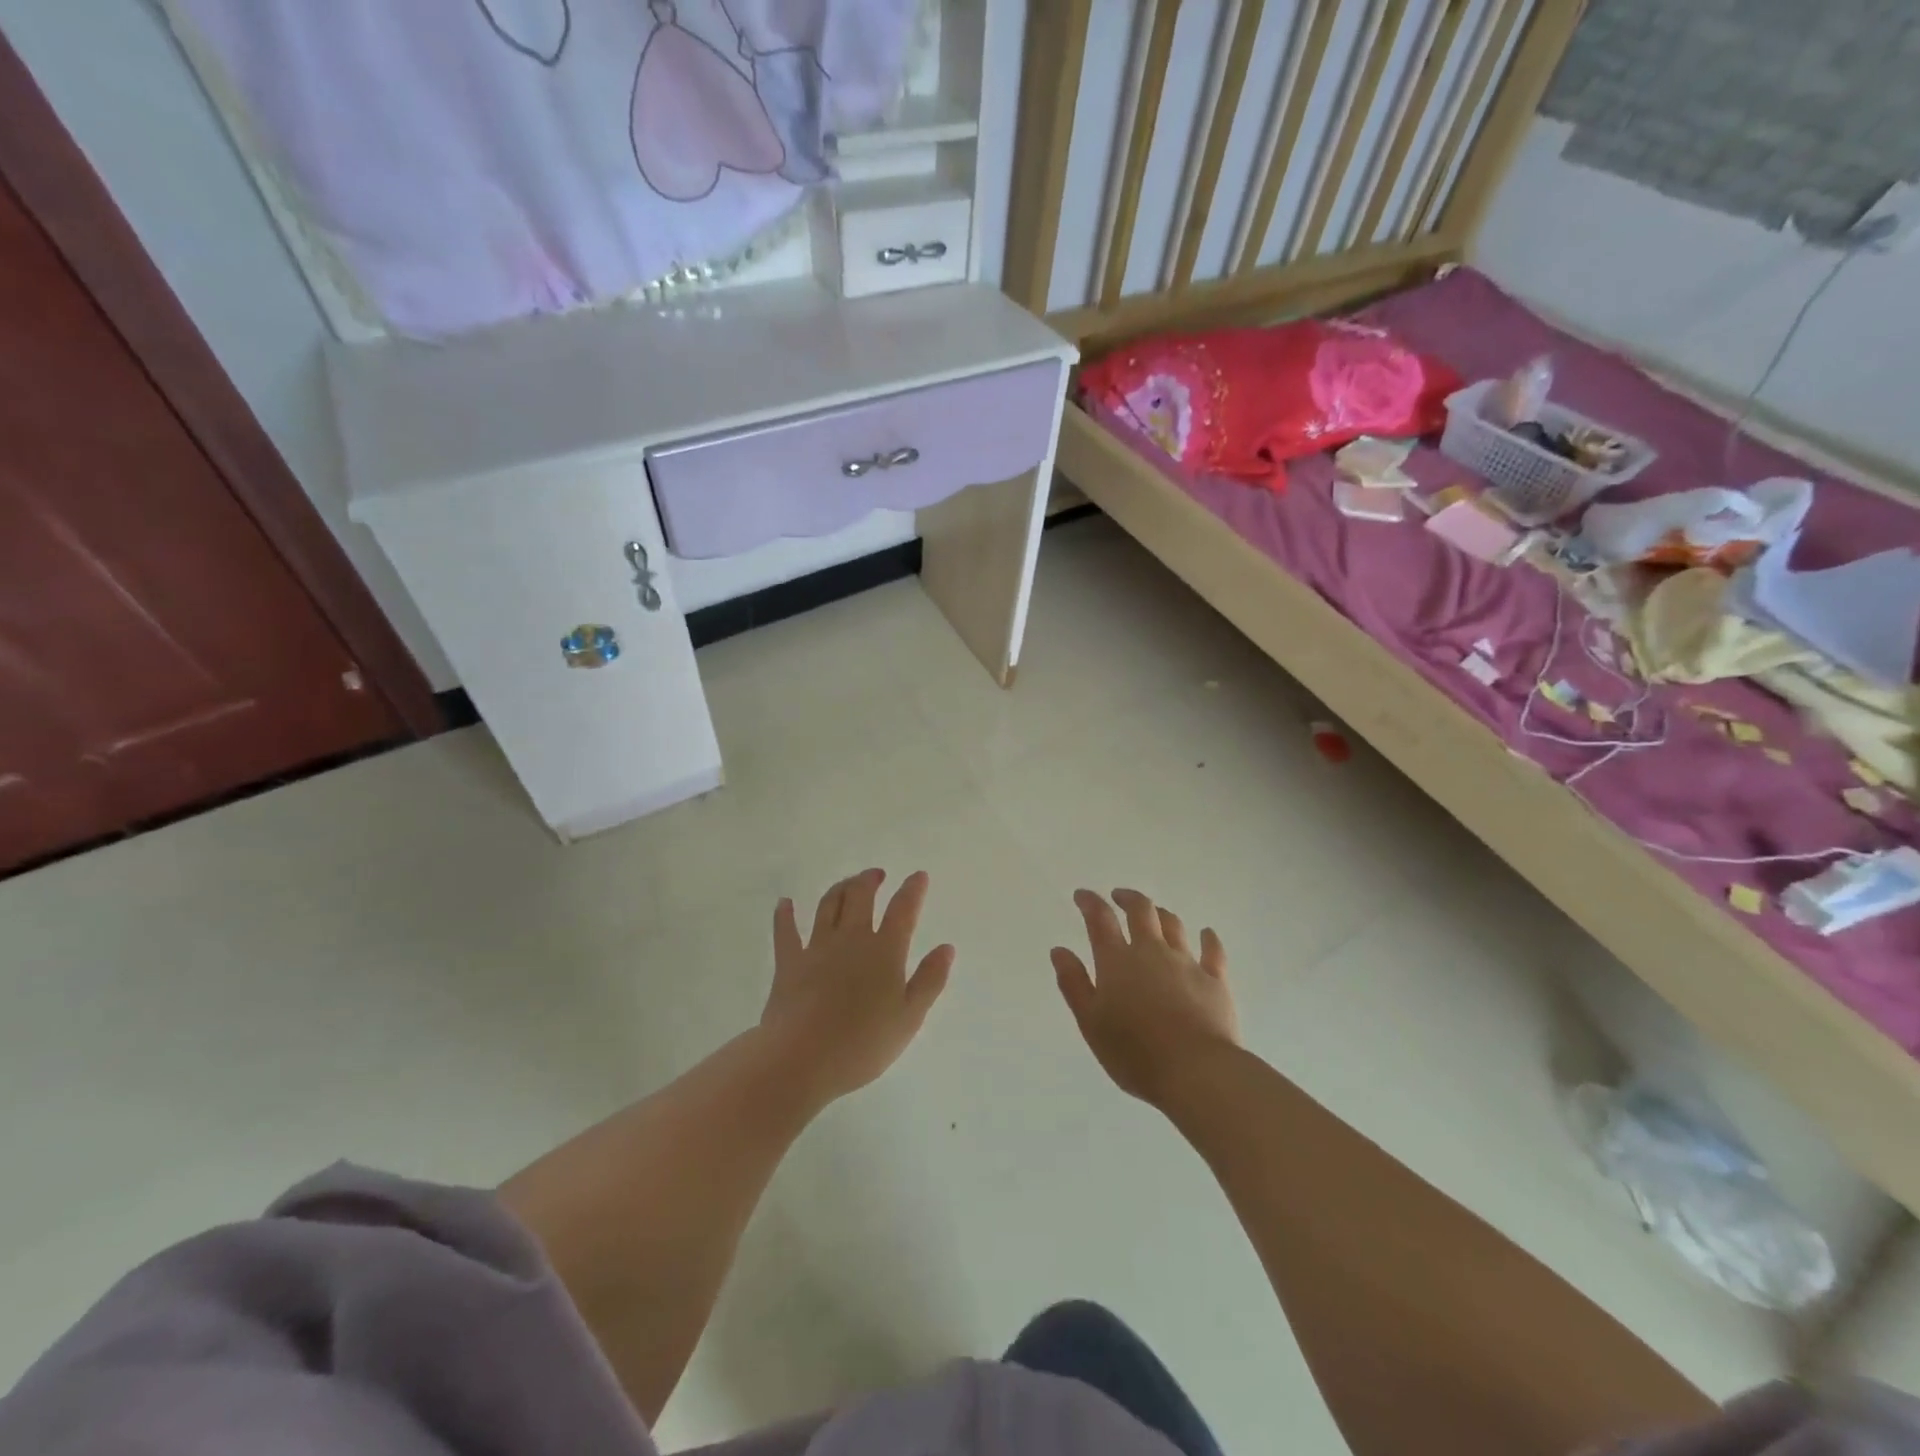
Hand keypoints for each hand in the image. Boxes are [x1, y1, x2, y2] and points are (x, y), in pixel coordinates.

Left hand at [760, 869, 954, 1103]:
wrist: (801, 1059)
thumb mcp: (909, 1018)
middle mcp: (851, 939)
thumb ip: (930, 980)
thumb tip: (946, 947)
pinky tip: (785, 903)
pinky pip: (785, 931)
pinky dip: (785, 914)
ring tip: (848, 883)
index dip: (912, 890)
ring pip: (828, 905)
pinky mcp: (789, 963)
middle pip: (861, 897)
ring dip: (839, 888)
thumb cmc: (862, 1044)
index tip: (919, 876)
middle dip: (870, 880)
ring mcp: (817, 948)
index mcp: (885, 951)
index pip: (903, 910)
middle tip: (877, 874)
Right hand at [1052, 889, 1238, 1108]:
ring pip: (1174, 925)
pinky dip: (1208, 939)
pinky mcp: (1216, 980)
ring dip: (1161, 914)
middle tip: (1119, 897)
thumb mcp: (1090, 1023)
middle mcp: (1152, 952)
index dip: (1090, 902)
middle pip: (1141, 911)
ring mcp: (1187, 963)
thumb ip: (1074, 984)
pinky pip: (1213, 951)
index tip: (1082, 895)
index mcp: (1117, 961)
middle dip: (1128, 898)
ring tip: (1154, 914)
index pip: (1100, 920)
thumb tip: (1059, 951)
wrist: (1196, 1072)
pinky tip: (1206, 934)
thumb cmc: (1134, 1052)